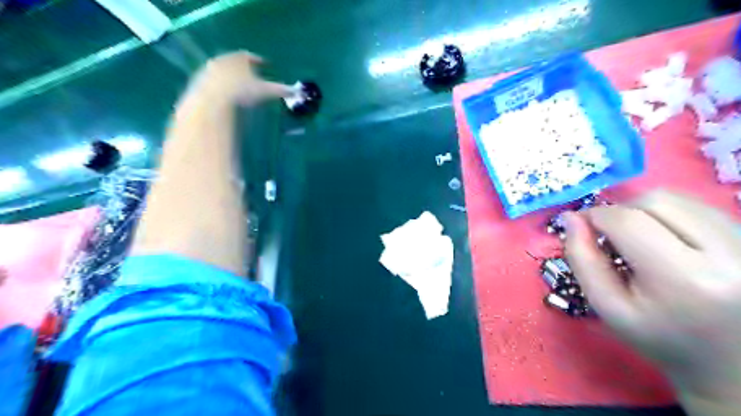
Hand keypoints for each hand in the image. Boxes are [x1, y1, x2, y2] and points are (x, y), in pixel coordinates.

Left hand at [190, 51, 295, 107]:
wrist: (213, 101)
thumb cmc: (243, 92)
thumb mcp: (266, 91)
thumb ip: (281, 90)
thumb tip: (297, 91)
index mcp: (239, 58)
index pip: (250, 56)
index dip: (258, 60)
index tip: (265, 64)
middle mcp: (223, 60)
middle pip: (235, 61)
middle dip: (243, 68)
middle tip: (252, 75)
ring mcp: (209, 70)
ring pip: (223, 71)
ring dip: (231, 77)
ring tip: (239, 87)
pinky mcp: (199, 83)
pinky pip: (212, 83)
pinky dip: (220, 87)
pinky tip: (225, 97)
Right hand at [566, 189, 740, 413]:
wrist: (727, 361)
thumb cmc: (658, 337)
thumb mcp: (607, 306)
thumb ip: (582, 260)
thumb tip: (571, 218)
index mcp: (684, 280)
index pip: (628, 222)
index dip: (596, 216)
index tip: (582, 226)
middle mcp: (728, 254)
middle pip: (655, 202)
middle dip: (621, 212)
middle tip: (612, 238)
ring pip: (678, 198)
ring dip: (645, 211)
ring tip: (640, 240)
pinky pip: (697, 206)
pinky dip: (669, 214)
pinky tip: (666, 240)